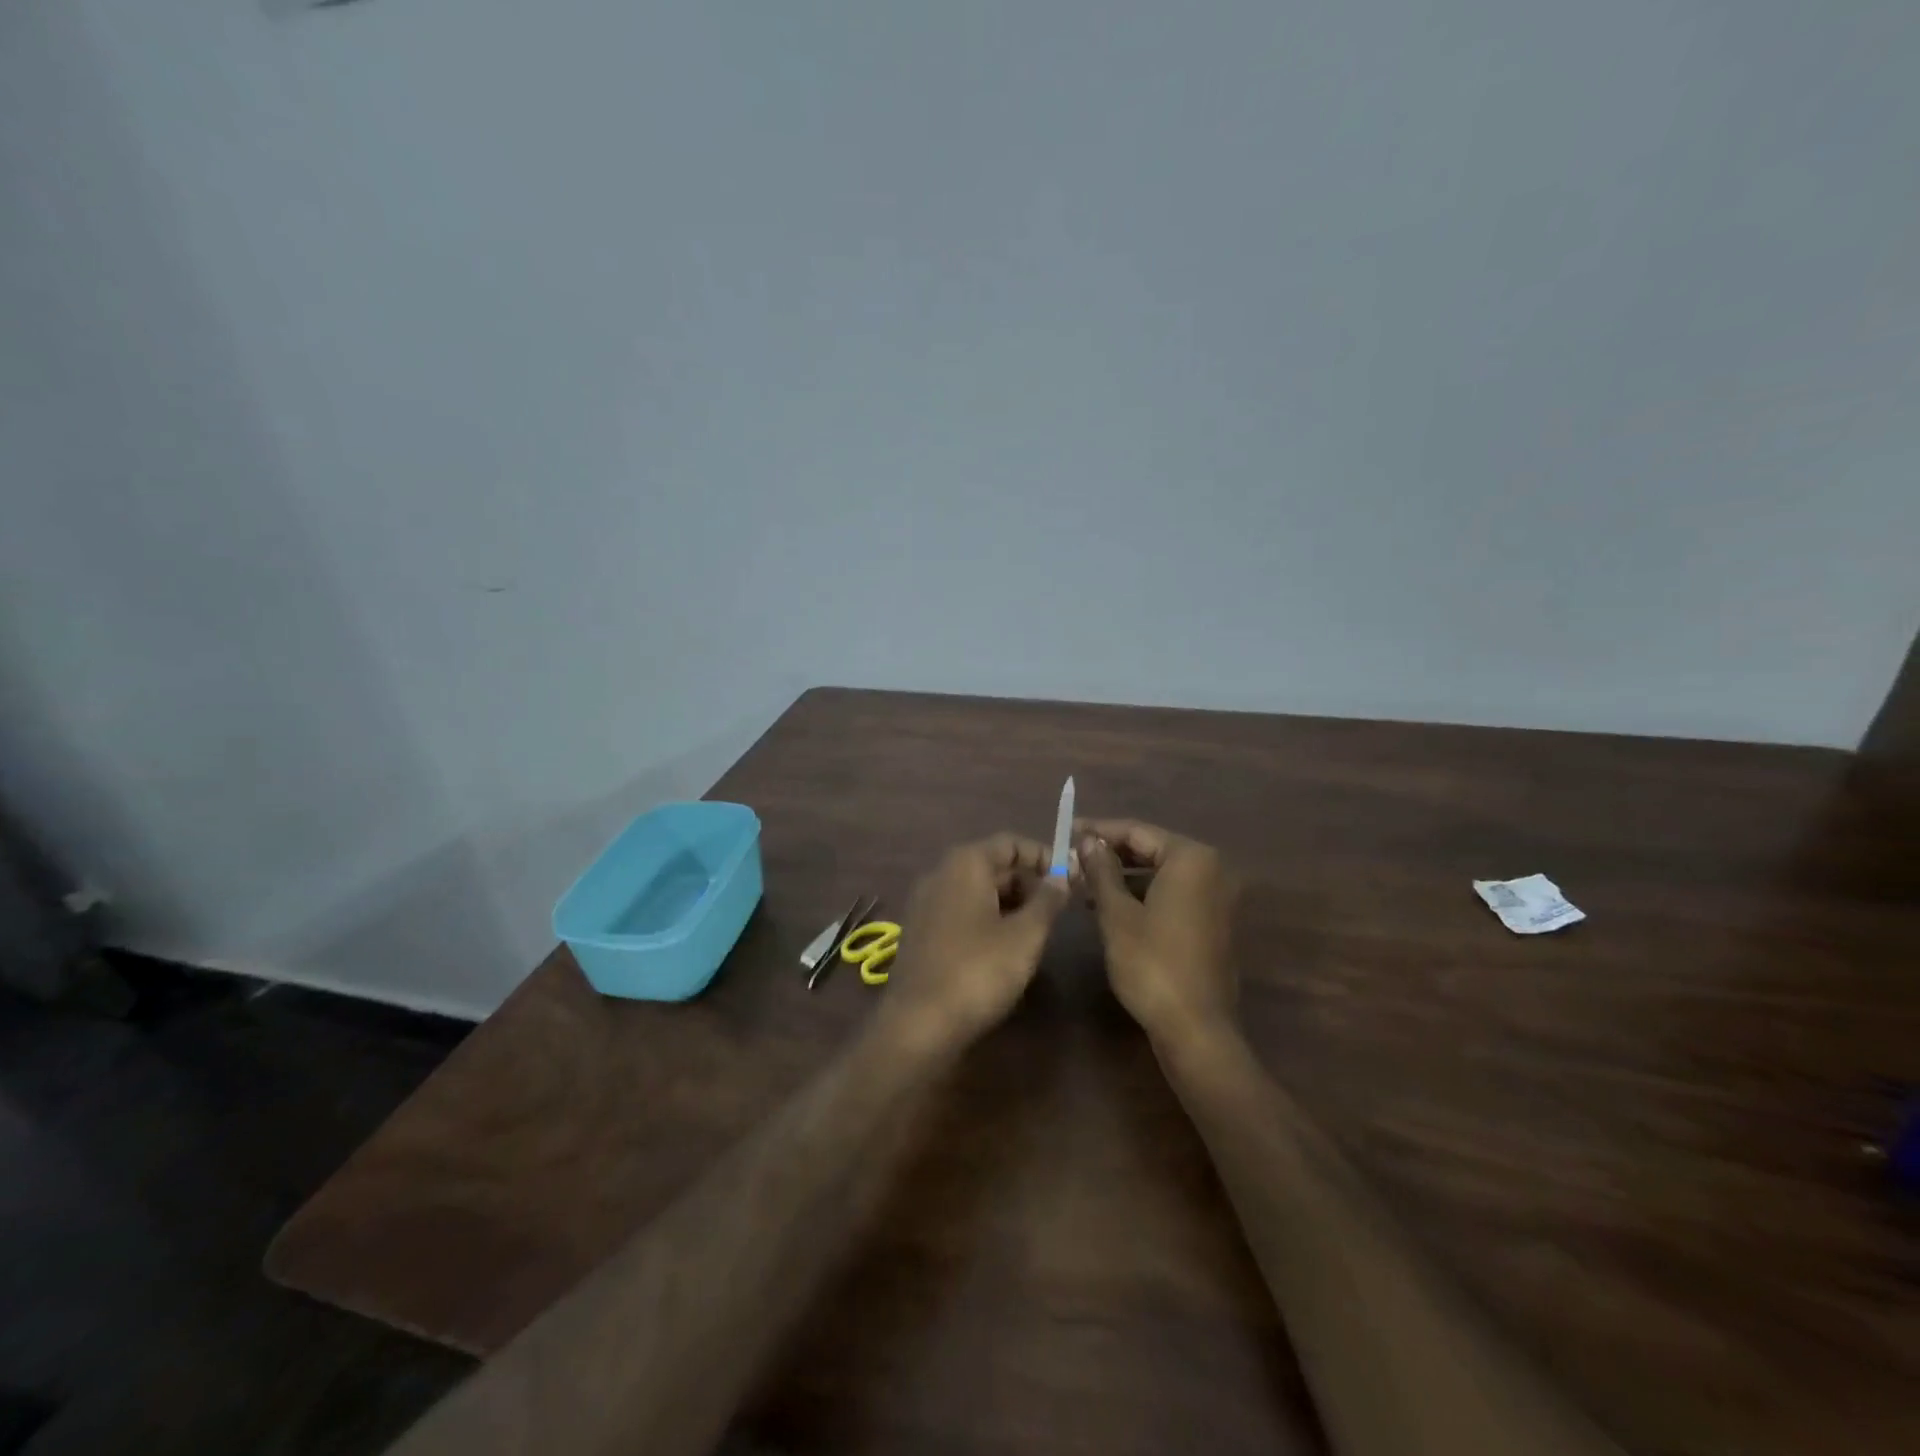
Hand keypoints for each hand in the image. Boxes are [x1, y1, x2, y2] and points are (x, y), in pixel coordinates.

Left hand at [876, 833, 1069, 1053]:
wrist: (919, 1024)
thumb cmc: (979, 971)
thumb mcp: (1025, 935)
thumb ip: (1047, 901)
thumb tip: (1062, 877)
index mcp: (965, 864)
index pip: (1010, 843)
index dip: (1043, 856)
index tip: (1071, 879)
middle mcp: (940, 874)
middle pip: (993, 865)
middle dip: (1028, 882)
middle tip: (1058, 910)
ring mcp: (926, 903)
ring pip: (978, 890)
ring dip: (1010, 903)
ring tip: (1037, 932)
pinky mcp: (921, 932)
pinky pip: (962, 911)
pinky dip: (988, 919)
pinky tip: (1005, 949)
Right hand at [1077, 819, 1237, 1050]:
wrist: (1196, 1028)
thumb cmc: (1152, 964)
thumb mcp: (1117, 914)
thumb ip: (1102, 870)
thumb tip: (1088, 840)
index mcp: (1191, 859)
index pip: (1137, 831)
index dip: (1099, 830)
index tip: (1068, 830)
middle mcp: (1212, 870)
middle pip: (1152, 849)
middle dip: (1111, 854)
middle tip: (1073, 858)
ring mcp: (1217, 897)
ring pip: (1161, 873)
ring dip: (1124, 876)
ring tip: (1084, 883)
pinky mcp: (1214, 921)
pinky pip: (1174, 894)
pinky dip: (1143, 894)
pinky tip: (1110, 906)